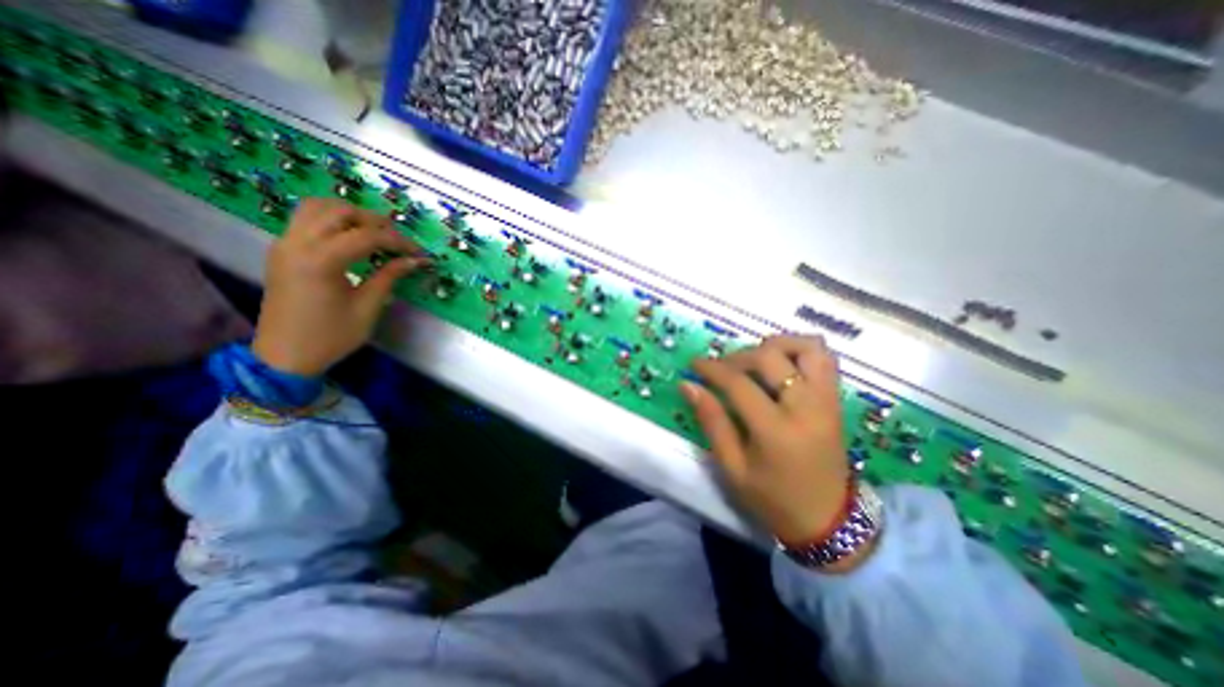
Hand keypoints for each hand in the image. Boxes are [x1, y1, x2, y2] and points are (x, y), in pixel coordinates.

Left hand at [248, 199, 428, 377]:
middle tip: (397, 239)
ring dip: (349, 214)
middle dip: (374, 220)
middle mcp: (297, 244)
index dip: (398, 241)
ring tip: (374, 233)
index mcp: (321, 261)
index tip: (419, 252)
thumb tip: (415, 261)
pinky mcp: (281, 250)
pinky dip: (332, 220)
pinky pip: (305, 219)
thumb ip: (389, 277)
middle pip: (338, 210)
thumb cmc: (331, 335)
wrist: (284, 355)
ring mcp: (284, 244)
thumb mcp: (368, 307)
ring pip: (316, 207)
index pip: (367, 236)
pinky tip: (351, 238)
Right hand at [680, 335, 853, 543]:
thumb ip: (712, 421)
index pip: (739, 383)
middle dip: (738, 356)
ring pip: (806, 348)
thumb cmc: (772, 498)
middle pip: (770, 357)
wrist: (828, 520)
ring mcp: (826, 400)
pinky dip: (800, 350)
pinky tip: (781, 364)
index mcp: (776, 430)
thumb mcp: (732, 467)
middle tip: (721, 368)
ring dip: (775, 345)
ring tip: (754, 360)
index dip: (712, 369)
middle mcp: (806, 406)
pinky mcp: (836, 399)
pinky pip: (824, 358)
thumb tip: (687, 385)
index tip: (694, 364)